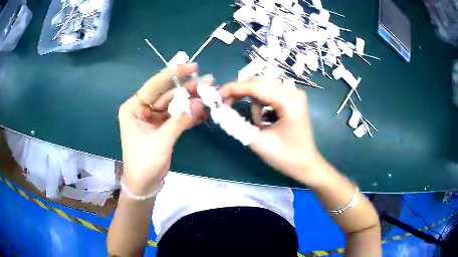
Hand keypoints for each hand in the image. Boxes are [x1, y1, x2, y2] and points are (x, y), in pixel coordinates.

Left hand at [118, 64, 204, 194]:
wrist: (144, 185)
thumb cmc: (144, 163)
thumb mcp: (161, 141)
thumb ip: (180, 121)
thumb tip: (200, 103)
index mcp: (134, 108)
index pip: (155, 86)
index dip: (174, 74)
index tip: (193, 67)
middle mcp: (143, 109)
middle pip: (167, 94)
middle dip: (187, 89)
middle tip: (208, 82)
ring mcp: (153, 118)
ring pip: (174, 104)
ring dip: (191, 101)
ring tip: (210, 95)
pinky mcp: (162, 127)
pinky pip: (177, 116)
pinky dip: (190, 115)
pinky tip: (204, 112)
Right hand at [219, 77, 325, 185]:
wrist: (306, 165)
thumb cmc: (286, 157)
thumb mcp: (258, 142)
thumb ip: (236, 124)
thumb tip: (220, 110)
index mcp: (289, 101)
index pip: (255, 87)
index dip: (233, 89)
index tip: (216, 96)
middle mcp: (293, 92)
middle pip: (259, 83)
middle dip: (240, 92)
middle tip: (225, 105)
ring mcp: (293, 94)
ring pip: (262, 88)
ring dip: (253, 103)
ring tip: (258, 125)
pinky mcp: (291, 99)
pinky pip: (269, 94)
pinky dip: (260, 105)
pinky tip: (265, 121)